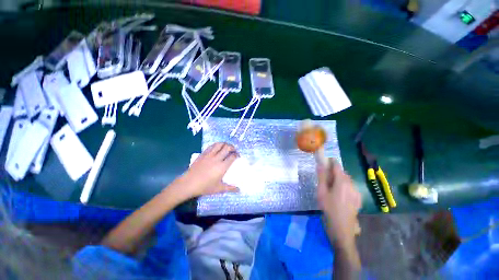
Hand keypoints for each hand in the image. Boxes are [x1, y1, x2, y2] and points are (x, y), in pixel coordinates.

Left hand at [176, 142, 238, 199]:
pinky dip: (216, 145)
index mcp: (222, 167)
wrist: (188, 183)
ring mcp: (209, 155)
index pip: (232, 156)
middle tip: (234, 150)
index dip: (237, 155)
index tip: (238, 156)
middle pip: (227, 148)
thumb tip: (239, 190)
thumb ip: (230, 188)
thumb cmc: (204, 187)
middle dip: (232, 147)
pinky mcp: (203, 154)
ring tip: (226, 147)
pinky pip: (211, 146)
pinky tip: (217, 147)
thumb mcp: (218, 189)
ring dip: (225, 144)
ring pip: (219, 145)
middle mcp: (217, 159)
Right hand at [317, 159, 361, 247]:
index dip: (331, 162)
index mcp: (342, 182)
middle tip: (325, 177)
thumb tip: (320, 164)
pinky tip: (338, 194)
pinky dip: (344, 186)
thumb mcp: (321, 192)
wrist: (342, 229)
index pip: (337, 166)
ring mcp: (357, 192)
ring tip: (331, 186)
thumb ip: (321, 177)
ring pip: (347, 180)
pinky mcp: (358, 199)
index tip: (325, 161)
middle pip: (342, 173)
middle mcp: (352, 185)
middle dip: (334, 171)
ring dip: (339, 179)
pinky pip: (351, 187)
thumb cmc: (329, 208)